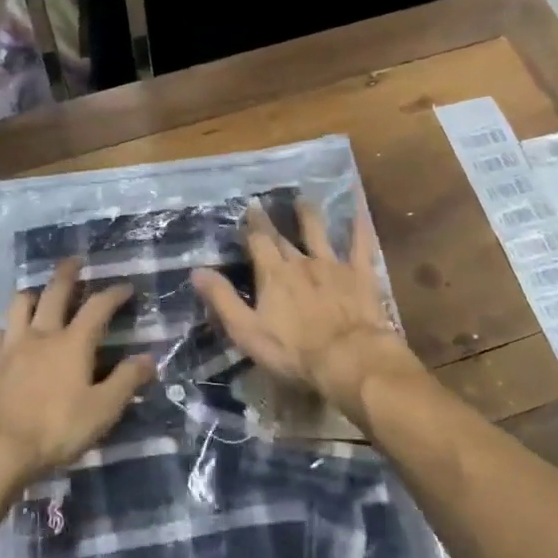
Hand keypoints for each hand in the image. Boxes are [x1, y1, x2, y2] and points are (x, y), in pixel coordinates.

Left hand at [0, 259, 154, 485]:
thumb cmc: (55, 429)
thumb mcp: (102, 411)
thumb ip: (126, 381)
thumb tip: (149, 357)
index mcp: (73, 343)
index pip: (98, 307)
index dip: (113, 293)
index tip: (125, 287)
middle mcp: (41, 334)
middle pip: (54, 292)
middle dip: (67, 274)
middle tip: (74, 261)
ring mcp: (11, 346)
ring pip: (19, 305)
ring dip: (32, 294)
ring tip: (38, 294)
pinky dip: (6, 327)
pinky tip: (8, 334)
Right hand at [192, 199, 425, 422]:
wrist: (348, 358)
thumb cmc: (293, 351)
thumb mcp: (247, 331)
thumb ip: (222, 299)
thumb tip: (197, 270)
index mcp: (273, 274)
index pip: (258, 242)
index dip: (251, 226)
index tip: (247, 209)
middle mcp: (301, 262)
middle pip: (283, 237)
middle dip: (272, 220)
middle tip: (266, 202)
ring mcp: (333, 265)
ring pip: (319, 233)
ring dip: (309, 215)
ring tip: (304, 199)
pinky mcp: (360, 275)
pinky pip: (361, 245)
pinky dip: (359, 226)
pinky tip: (359, 210)